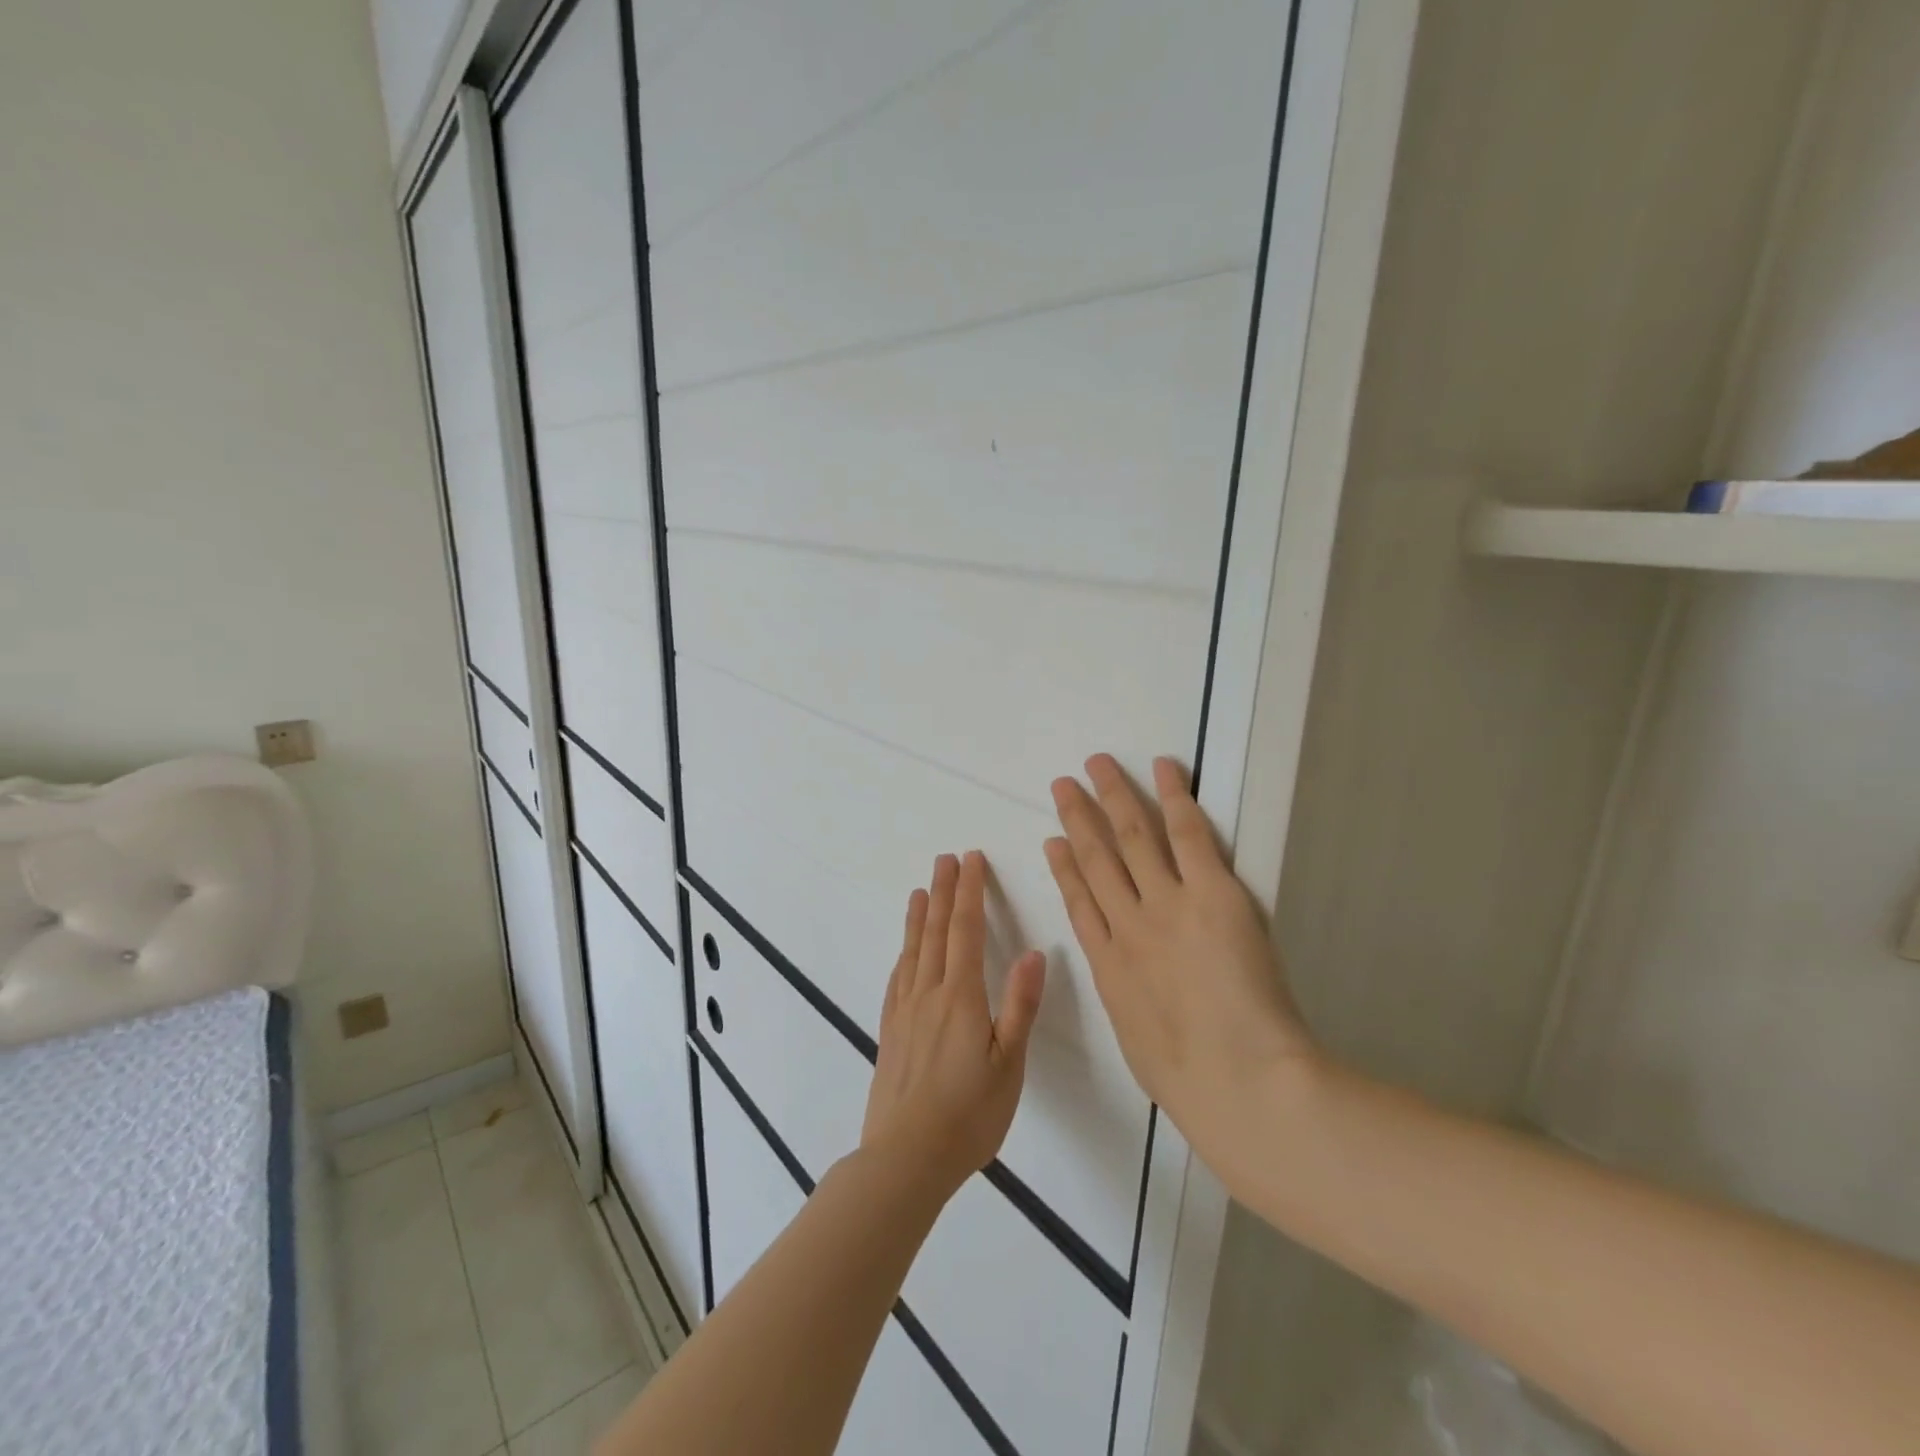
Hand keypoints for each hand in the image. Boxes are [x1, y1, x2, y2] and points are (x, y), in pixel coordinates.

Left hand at [861, 851, 1046, 1199]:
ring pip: (913, 951)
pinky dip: (903, 955)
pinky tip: (903, 953)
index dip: (969, 892)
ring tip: (921, 890)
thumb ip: (1020, 1006)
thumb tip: (1035, 953)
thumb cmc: (968, 1114)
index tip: (970, 860)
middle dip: (944, 891)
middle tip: (945, 859)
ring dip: (918, 917)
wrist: (905, 1157)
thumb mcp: (1009, 1064)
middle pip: (936, 931)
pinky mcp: (890, 1032)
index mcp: (961, 997)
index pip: (966, 930)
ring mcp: (905, 1012)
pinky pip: (897, 980)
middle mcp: (929, 994)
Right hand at [1045, 754, 1316, 1167]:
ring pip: (1131, 836)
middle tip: (1063, 784)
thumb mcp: (1140, 1044)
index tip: (1052, 840)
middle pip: (1096, 857)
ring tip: (1096, 766)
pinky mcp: (1211, 893)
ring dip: (1113, 796)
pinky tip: (1163, 768)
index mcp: (1109, 964)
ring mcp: (1166, 904)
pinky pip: (1187, 835)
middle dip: (1079, 817)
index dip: (1064, 867)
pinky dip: (1173, 798)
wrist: (1237, 1080)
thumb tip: (1135, 996)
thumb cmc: (1188, 1080)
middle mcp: (1128, 923)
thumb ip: (1134, 1008)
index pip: (1079, 901)